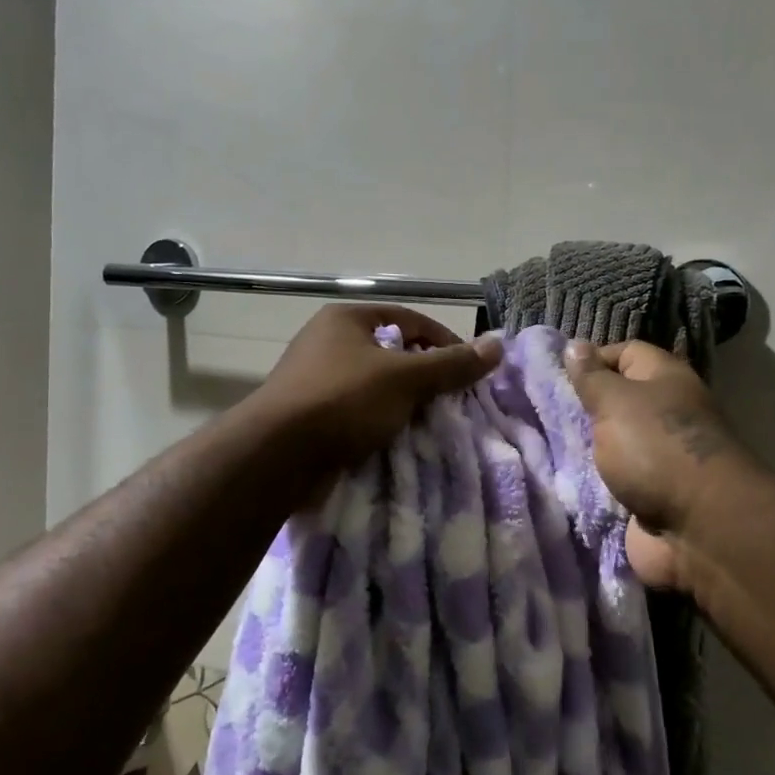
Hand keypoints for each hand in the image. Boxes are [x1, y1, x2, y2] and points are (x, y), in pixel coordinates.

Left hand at [254, 305, 502, 472]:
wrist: (276, 455)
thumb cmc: (343, 400)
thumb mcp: (405, 378)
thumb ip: (451, 364)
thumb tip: (498, 345)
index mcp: (346, 319)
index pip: (409, 319)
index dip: (443, 341)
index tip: (467, 372)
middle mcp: (326, 341)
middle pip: (390, 353)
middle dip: (422, 378)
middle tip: (449, 402)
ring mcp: (313, 379)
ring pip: (373, 387)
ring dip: (401, 405)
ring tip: (426, 426)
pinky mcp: (308, 415)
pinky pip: (355, 413)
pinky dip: (376, 424)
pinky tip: (394, 443)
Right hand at [564, 339, 747, 590]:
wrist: (699, 528)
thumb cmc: (655, 448)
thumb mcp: (614, 401)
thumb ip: (590, 376)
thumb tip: (574, 345)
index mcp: (666, 379)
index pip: (625, 353)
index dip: (592, 359)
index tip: (557, 376)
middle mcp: (667, 413)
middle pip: (618, 400)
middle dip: (583, 408)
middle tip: (543, 411)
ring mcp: (661, 457)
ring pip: (614, 442)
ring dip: (586, 448)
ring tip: (543, 443)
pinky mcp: (652, 495)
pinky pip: (616, 480)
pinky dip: (594, 482)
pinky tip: (563, 478)